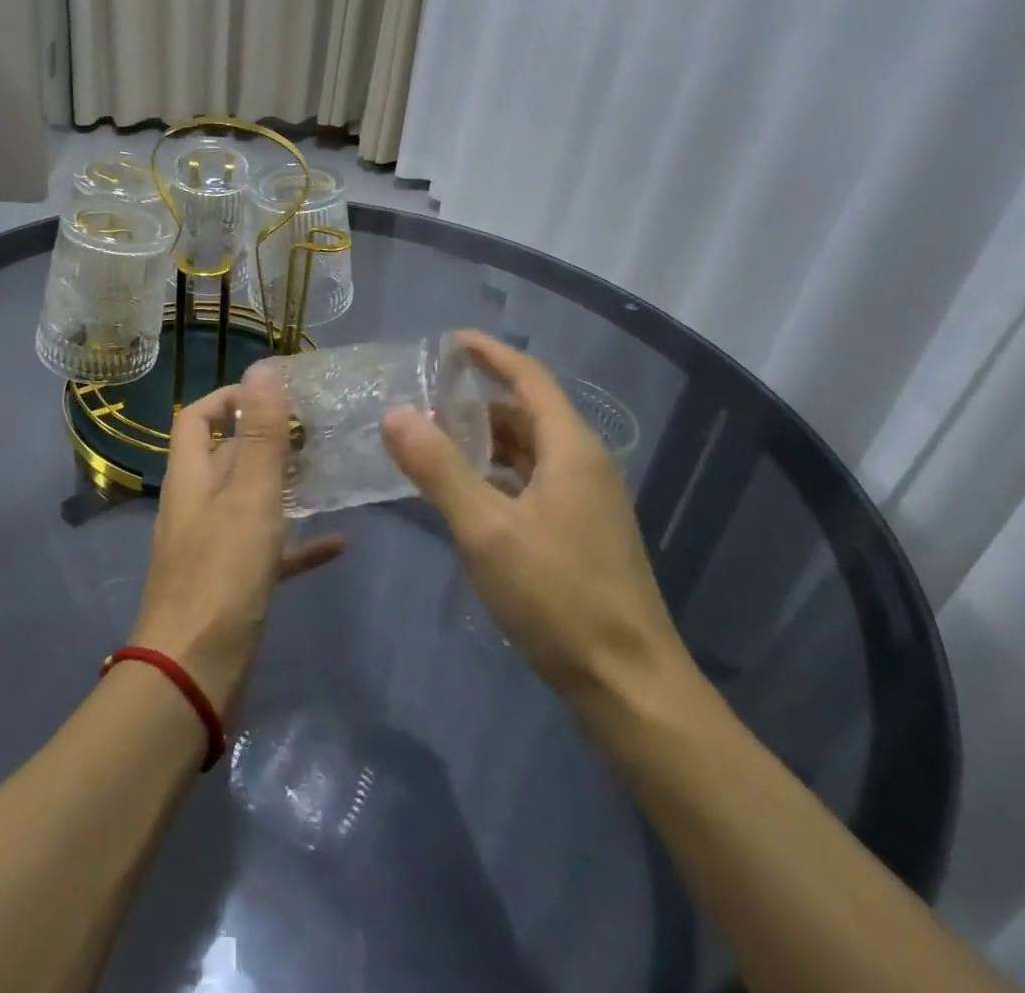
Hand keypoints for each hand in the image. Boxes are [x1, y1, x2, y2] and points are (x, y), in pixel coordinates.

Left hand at [132, 363, 344, 712]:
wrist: (193, 677)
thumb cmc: (222, 576)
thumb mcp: (250, 497)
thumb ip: (262, 435)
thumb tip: (264, 367)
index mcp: (191, 478)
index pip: (196, 417)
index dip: (229, 398)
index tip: (274, 394)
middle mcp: (196, 506)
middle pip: (227, 457)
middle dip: (266, 439)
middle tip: (316, 430)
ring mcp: (213, 547)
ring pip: (249, 502)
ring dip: (284, 487)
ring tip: (328, 473)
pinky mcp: (232, 585)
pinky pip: (268, 551)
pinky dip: (297, 542)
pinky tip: (338, 544)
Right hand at [382, 331, 686, 710]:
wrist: (628, 683)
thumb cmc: (558, 597)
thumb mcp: (486, 530)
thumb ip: (438, 469)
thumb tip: (396, 415)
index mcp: (571, 449)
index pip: (528, 378)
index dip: (489, 353)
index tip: (448, 341)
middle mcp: (584, 464)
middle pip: (527, 412)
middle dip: (477, 400)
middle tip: (425, 399)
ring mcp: (586, 500)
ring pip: (529, 450)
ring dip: (485, 440)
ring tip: (435, 441)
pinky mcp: (581, 532)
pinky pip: (533, 481)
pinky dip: (497, 473)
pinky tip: (466, 492)